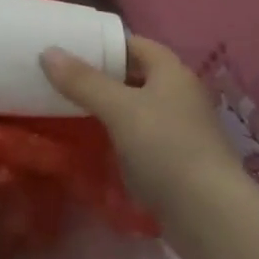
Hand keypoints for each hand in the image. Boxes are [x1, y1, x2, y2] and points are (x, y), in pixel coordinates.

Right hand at [42, 36, 240, 217]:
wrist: (210, 215)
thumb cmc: (166, 147)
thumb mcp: (118, 109)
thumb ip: (83, 81)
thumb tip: (48, 52)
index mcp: (172, 72)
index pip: (134, 44)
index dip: (104, 43)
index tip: (70, 47)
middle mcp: (180, 94)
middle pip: (136, 75)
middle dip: (103, 76)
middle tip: (64, 77)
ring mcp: (182, 129)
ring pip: (138, 108)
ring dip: (110, 108)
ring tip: (72, 108)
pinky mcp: (179, 161)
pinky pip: (142, 137)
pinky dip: (120, 135)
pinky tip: (97, 144)